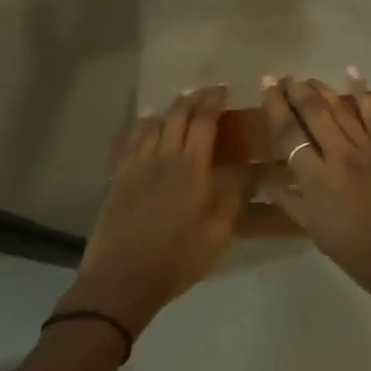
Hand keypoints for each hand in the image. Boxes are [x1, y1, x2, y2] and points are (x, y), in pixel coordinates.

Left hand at [62, 87, 246, 335]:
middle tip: (206, 93)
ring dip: (168, 110)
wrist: (122, 279)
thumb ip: (235, 197)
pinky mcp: (118, 179)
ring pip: (152, 125)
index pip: (204, 122)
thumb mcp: (219, 233)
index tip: (224, 91)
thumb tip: (251, 170)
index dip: (214, 102)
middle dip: (193, 99)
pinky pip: (129, 141)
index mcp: (192, 168)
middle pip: (177, 116)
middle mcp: (164, 157)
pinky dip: (140, 127)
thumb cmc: (178, 258)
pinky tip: (145, 126)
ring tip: (179, 106)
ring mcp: (137, 166)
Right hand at [262, 73, 370, 323]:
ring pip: (341, 109)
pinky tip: (352, 74)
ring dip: (322, 90)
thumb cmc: (359, 255)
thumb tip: (268, 179)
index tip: (266, 86)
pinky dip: (362, 93)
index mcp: (316, 180)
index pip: (289, 134)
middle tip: (282, 78)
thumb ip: (292, 202)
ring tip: (306, 78)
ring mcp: (368, 150)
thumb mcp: (317, 233)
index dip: (275, 107)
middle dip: (296, 92)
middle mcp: (340, 156)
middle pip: (314, 113)